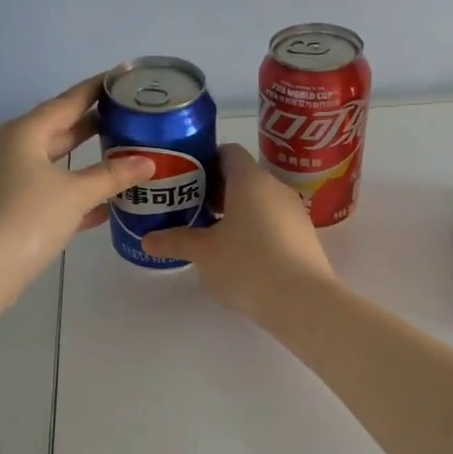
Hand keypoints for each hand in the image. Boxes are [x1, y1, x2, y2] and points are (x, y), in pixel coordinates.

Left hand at [0, 76, 154, 303]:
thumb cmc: (28, 218)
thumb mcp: (76, 194)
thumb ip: (112, 175)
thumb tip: (147, 162)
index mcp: (24, 133)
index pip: (67, 102)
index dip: (95, 90)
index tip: (120, 79)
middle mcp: (10, 149)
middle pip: (58, 130)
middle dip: (91, 126)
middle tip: (126, 118)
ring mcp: (5, 179)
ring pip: (52, 163)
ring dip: (83, 162)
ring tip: (119, 156)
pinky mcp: (6, 208)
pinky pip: (46, 191)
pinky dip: (71, 192)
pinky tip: (100, 205)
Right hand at [143, 144, 334, 318]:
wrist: (302, 300)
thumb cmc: (247, 264)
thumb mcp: (204, 253)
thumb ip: (176, 241)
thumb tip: (148, 240)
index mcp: (249, 180)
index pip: (228, 153)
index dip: (206, 161)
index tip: (186, 180)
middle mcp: (275, 187)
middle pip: (243, 178)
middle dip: (217, 191)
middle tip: (191, 210)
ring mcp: (294, 212)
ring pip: (260, 202)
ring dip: (236, 212)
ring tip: (212, 235)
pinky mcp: (304, 237)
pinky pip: (274, 222)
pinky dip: (255, 230)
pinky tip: (240, 254)